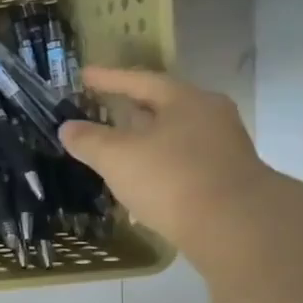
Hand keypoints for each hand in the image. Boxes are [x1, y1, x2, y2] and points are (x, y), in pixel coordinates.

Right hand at [58, 67, 274, 257]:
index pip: (141, 80)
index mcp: (186, 100)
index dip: (109, 78)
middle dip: (131, 109)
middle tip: (103, 108)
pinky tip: (139, 181)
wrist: (235, 227)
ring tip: (117, 148)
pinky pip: (181, 163)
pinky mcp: (224, 179)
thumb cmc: (171, 178)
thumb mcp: (117, 157)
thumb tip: (67, 127)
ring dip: (144, 140)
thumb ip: (89, 140)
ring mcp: (221, 149)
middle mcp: (209, 117)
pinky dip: (156, 165)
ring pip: (173, 136)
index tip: (84, 75)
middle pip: (163, 106)